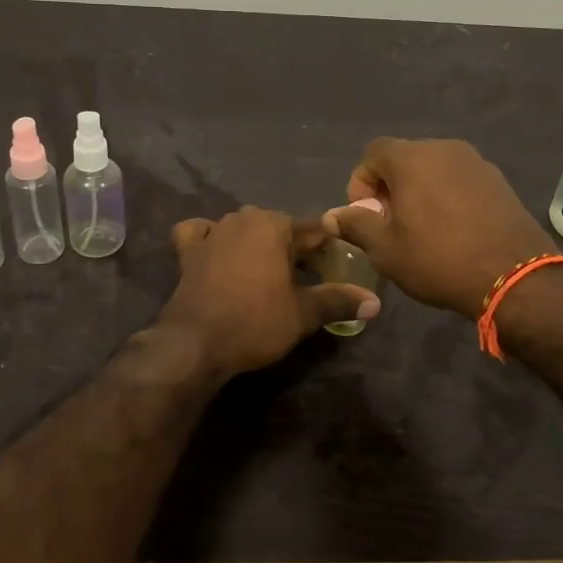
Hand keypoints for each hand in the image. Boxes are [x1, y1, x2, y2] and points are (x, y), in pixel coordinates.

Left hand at [159, 208, 380, 379]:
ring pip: (244, 229)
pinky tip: (216, 252)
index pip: (314, 231)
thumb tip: (375, 302)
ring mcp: (213, 231)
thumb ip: (339, 301)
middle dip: (294, 249)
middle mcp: (243, 218)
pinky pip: (201, 234)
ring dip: (257, 245)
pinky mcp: (187, 250)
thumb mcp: (304, 314)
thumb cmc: (256, 322)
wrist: (196, 343)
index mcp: (275, 225)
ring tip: (268, 275)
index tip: (337, 270)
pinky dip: (210, 239)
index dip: (329, 251)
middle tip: (307, 280)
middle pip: (280, 229)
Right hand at [324, 138, 556, 319]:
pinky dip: (447, 196)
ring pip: (434, 168)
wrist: (514, 276)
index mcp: (412, 158)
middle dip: (390, 186)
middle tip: (390, 224)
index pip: (373, 152)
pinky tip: (452, 230)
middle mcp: (444, 148)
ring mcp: (476, 162)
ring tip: (421, 229)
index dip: (361, 181)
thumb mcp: (385, 249)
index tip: (365, 214)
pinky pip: (460, 180)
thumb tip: (332, 215)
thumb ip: (355, 225)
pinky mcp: (498, 181)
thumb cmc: (438, 259)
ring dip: (419, 191)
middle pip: (404, 158)